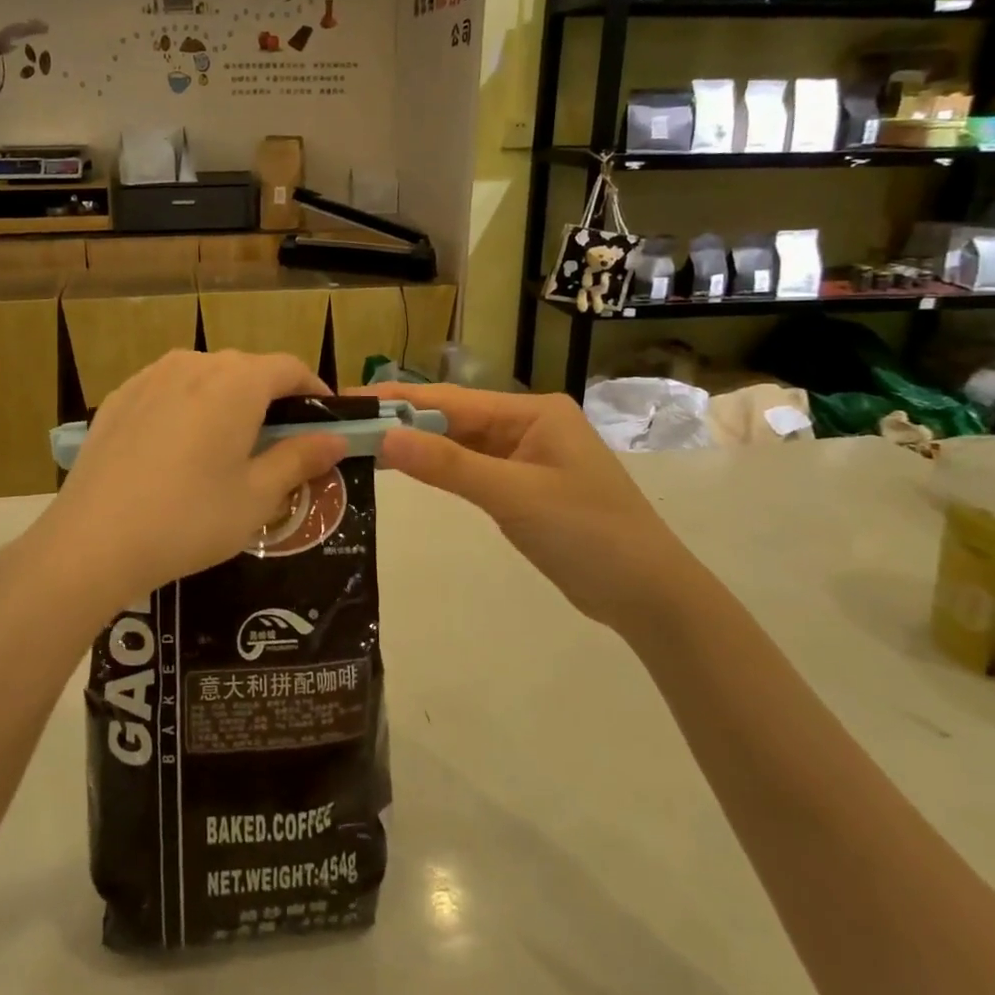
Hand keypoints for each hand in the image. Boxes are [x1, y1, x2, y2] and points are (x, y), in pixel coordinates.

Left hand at [26, 351, 346, 620]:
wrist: (93, 540)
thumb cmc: (189, 519)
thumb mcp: (257, 496)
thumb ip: (300, 459)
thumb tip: (336, 440)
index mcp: (237, 382)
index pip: (290, 367)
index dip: (314, 390)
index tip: (325, 423)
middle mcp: (195, 363)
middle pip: (248, 369)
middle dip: (272, 398)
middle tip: (280, 443)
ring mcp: (151, 376)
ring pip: (206, 376)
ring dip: (228, 400)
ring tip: (228, 446)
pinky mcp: (119, 397)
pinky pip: (169, 390)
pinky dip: (188, 407)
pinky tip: (180, 449)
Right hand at [371, 384, 694, 626]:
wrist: (648, 595)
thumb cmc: (588, 534)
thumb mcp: (515, 496)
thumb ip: (449, 466)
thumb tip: (385, 437)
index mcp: (533, 412)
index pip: (453, 399)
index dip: (399, 400)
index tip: (350, 400)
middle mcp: (528, 425)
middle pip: (454, 418)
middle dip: (404, 420)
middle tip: (346, 424)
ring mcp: (526, 457)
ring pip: (460, 444)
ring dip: (419, 445)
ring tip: (364, 443)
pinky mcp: (523, 488)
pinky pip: (472, 470)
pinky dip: (440, 470)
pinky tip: (408, 469)